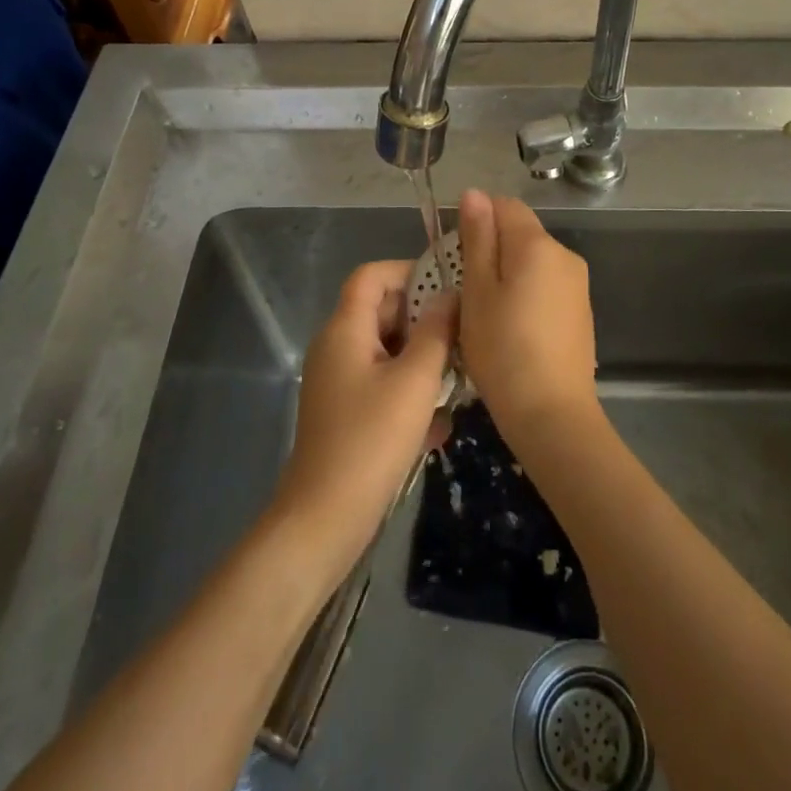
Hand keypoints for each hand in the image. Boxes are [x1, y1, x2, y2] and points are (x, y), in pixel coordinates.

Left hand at [273, 261, 454, 576]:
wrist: (325, 519)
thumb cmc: (371, 440)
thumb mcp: (414, 381)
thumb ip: (435, 332)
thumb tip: (449, 296)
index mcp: (345, 330)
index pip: (372, 276)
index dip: (408, 271)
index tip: (448, 287)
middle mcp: (337, 348)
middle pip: (382, 313)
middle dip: (424, 321)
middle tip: (465, 336)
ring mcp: (339, 382)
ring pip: (387, 352)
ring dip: (423, 361)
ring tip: (459, 381)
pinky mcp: (346, 413)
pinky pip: (383, 385)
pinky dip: (409, 394)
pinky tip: (438, 426)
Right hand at [457, 189, 600, 447]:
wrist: (552, 414)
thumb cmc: (502, 349)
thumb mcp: (477, 291)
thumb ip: (477, 238)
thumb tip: (474, 193)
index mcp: (537, 245)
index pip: (505, 205)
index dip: (476, 220)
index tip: (456, 255)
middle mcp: (565, 255)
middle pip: (521, 233)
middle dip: (491, 249)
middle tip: (465, 290)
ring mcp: (577, 284)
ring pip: (533, 261)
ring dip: (507, 273)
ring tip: (486, 313)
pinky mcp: (580, 311)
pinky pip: (546, 285)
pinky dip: (526, 293)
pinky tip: (512, 328)